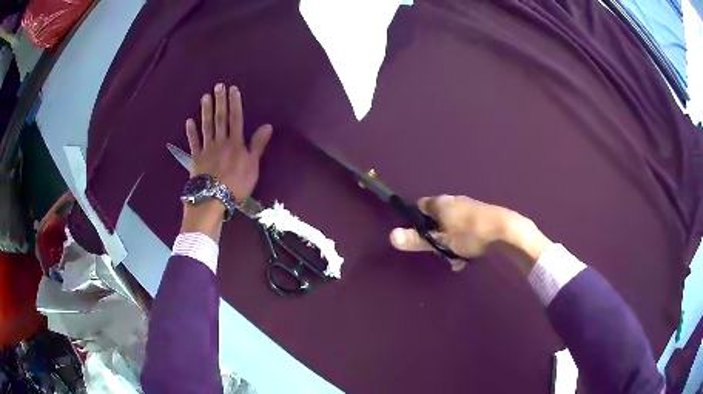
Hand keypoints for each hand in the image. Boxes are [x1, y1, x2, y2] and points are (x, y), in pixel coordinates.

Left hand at [186, 83, 272, 201]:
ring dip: (206, 111)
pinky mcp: (196, 158)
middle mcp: (220, 141)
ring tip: (205, 97)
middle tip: (218, 86)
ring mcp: (207, 149)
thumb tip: (267, 126)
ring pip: (207, 126)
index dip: (235, 103)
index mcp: (235, 143)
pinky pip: (193, 142)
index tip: (233, 89)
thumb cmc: (237, 184)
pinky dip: (191, 132)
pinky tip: (189, 121)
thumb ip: (258, 145)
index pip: (236, 118)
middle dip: (220, 101)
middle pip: (220, 118)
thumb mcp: (253, 166)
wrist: (213, 199)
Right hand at [390, 195, 551, 274]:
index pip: (420, 207)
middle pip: (437, 219)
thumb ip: (417, 240)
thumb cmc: (470, 234)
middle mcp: (454, 201)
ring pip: (452, 227)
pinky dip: (464, 242)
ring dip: (451, 244)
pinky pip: (466, 229)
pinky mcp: (482, 215)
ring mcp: (469, 207)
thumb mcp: (442, 240)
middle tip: (440, 254)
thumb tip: (391, 236)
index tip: (419, 238)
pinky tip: (469, 256)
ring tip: (456, 261)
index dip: (416, 222)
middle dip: (436, 238)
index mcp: (441, 202)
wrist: (506, 230)